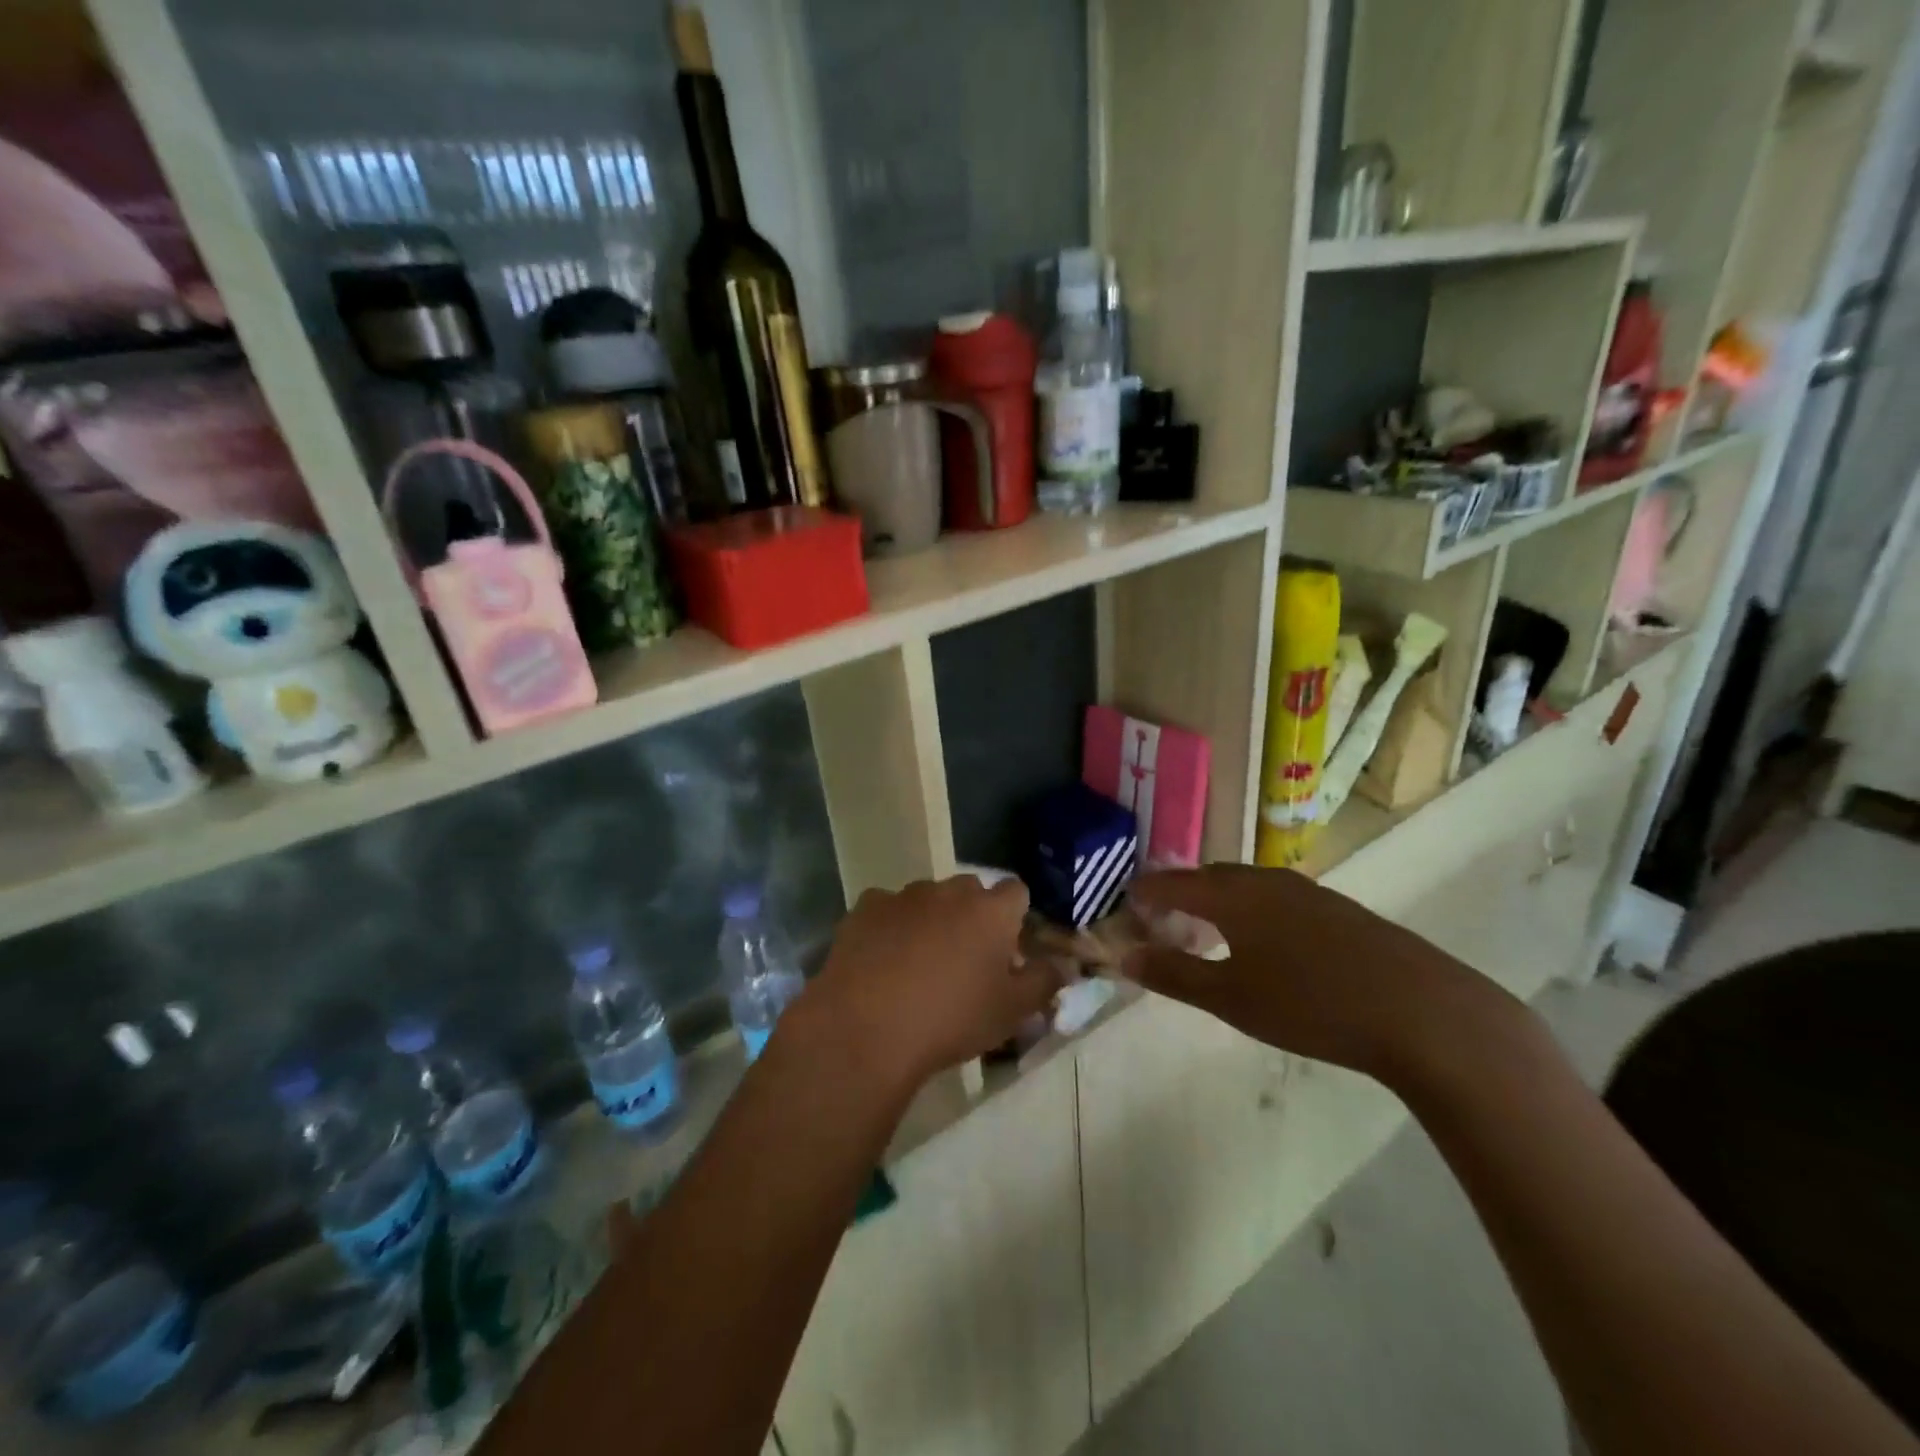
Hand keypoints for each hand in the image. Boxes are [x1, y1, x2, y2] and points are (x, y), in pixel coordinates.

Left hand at [796, 876, 1067, 1092]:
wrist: (868, 1028)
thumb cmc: (952, 1019)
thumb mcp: (1012, 1011)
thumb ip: (1045, 981)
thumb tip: (1064, 964)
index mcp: (991, 911)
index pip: (1017, 892)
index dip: (1015, 917)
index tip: (1008, 949)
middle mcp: (949, 891)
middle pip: (970, 891)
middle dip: (972, 916)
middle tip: (965, 960)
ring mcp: (904, 895)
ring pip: (927, 898)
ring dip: (930, 919)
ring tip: (918, 964)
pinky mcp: (865, 907)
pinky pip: (886, 909)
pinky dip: (890, 926)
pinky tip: (881, 961)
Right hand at [1124, 864, 1519, 1087]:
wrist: (1422, 1013)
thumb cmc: (1310, 1004)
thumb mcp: (1231, 998)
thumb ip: (1174, 975)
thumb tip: (1125, 956)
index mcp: (1234, 896)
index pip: (1177, 882)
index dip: (1150, 890)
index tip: (1130, 899)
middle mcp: (1269, 881)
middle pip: (1214, 877)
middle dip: (1185, 891)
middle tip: (1165, 914)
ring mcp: (1311, 893)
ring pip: (1251, 885)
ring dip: (1222, 899)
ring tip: (1211, 925)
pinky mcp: (1343, 911)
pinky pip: (1280, 898)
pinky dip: (1256, 909)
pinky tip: (1269, 940)